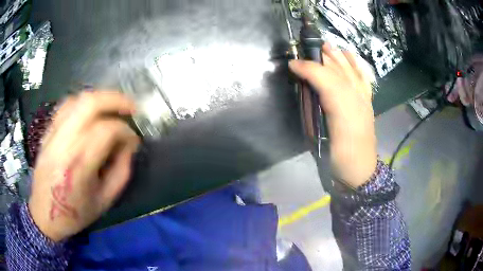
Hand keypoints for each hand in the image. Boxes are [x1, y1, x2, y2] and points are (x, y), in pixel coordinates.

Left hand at [29, 91, 139, 241]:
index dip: (126, 131)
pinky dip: (82, 104)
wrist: (44, 215)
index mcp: (79, 165)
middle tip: (131, 107)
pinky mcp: (47, 133)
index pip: (106, 131)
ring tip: (112, 107)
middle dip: (115, 100)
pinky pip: (65, 107)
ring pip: (77, 100)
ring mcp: (52, 135)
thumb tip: (129, 145)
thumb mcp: (105, 200)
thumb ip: (121, 171)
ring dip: (99, 98)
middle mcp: (63, 143)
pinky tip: (91, 112)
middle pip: (90, 104)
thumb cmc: (75, 213)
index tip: (134, 140)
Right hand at [289, 43, 376, 187]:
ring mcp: (364, 100)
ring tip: (327, 45)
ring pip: (352, 72)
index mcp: (343, 110)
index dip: (309, 69)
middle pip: (340, 71)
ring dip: (339, 56)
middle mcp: (356, 100)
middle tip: (306, 47)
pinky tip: (351, 57)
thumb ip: (312, 111)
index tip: (292, 64)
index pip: (326, 80)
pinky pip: (364, 79)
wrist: (359, 172)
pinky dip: (357, 65)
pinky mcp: (368, 103)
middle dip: (323, 56)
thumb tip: (305, 89)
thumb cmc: (338, 158)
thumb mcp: (320, 139)